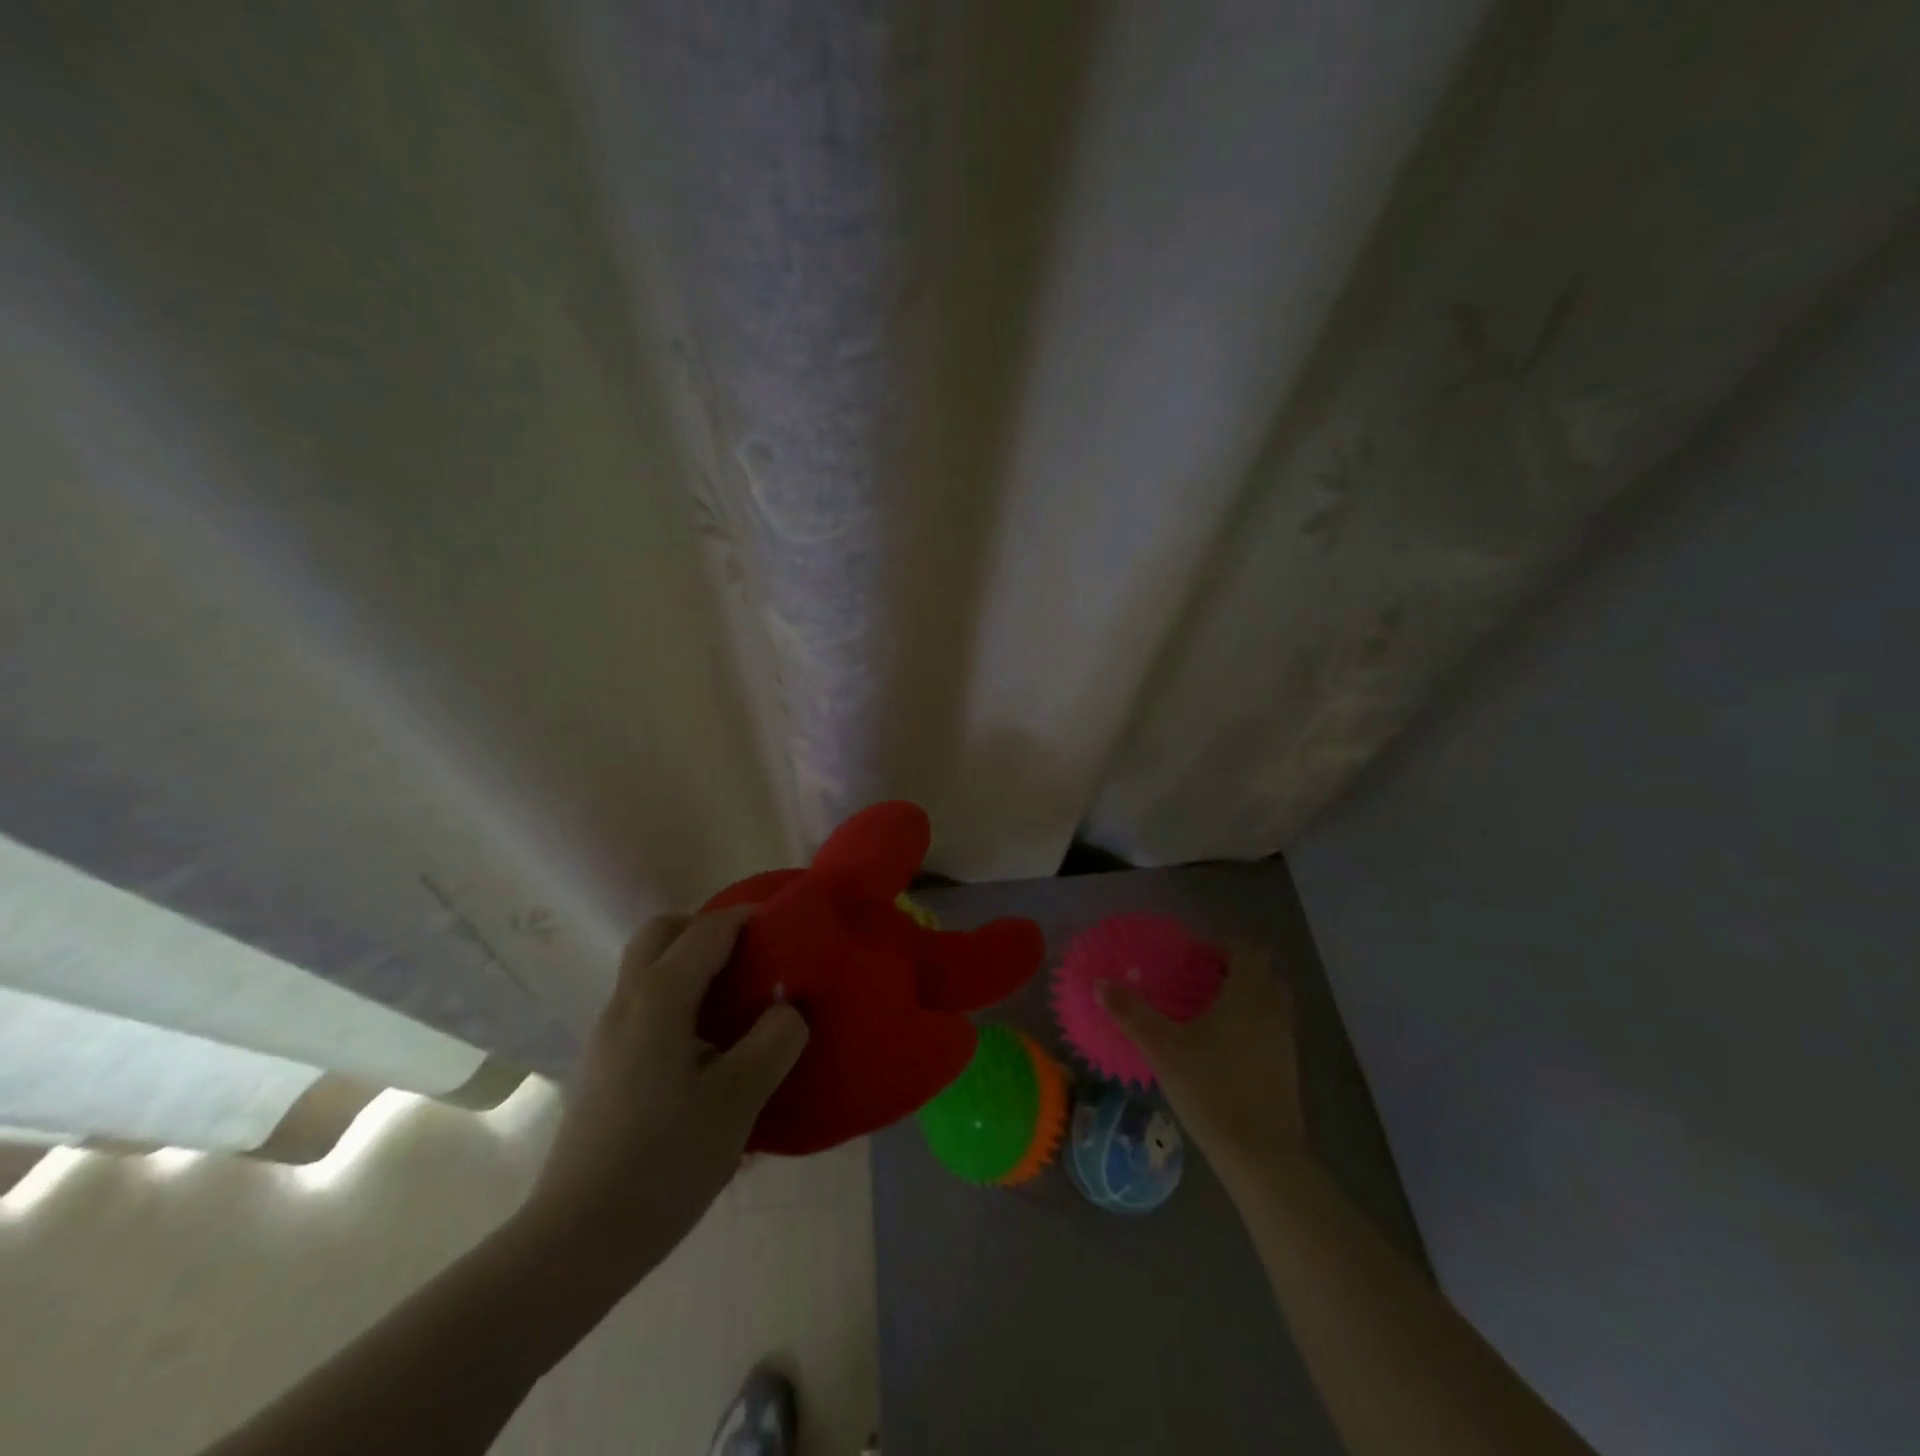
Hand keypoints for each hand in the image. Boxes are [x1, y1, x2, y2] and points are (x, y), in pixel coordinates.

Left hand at [518, 908, 808, 1289]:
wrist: (577, 1241)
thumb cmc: (665, 1160)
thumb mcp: (739, 1098)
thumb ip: (775, 1039)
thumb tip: (788, 1007)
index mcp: (659, 998)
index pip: (707, 930)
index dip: (747, 917)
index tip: (786, 923)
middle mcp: (626, 1003)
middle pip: (662, 934)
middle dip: (707, 930)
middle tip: (751, 958)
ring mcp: (608, 1036)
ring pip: (649, 970)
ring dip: (692, 965)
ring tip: (739, 1003)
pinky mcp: (604, 1068)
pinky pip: (645, 1007)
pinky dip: (679, 1000)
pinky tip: (709, 1050)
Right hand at [1098, 942, 1305, 1178]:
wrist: (1262, 1155)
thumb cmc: (1211, 1090)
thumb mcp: (1162, 1048)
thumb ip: (1132, 1012)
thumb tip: (1100, 983)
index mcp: (1249, 995)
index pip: (1248, 950)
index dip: (1221, 946)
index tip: (1192, 958)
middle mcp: (1274, 1011)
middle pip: (1263, 973)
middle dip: (1233, 970)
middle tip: (1197, 981)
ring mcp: (1286, 1041)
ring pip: (1270, 1002)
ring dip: (1243, 998)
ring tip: (1205, 1013)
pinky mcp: (1287, 1069)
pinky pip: (1270, 1029)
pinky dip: (1250, 1025)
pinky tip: (1219, 1049)